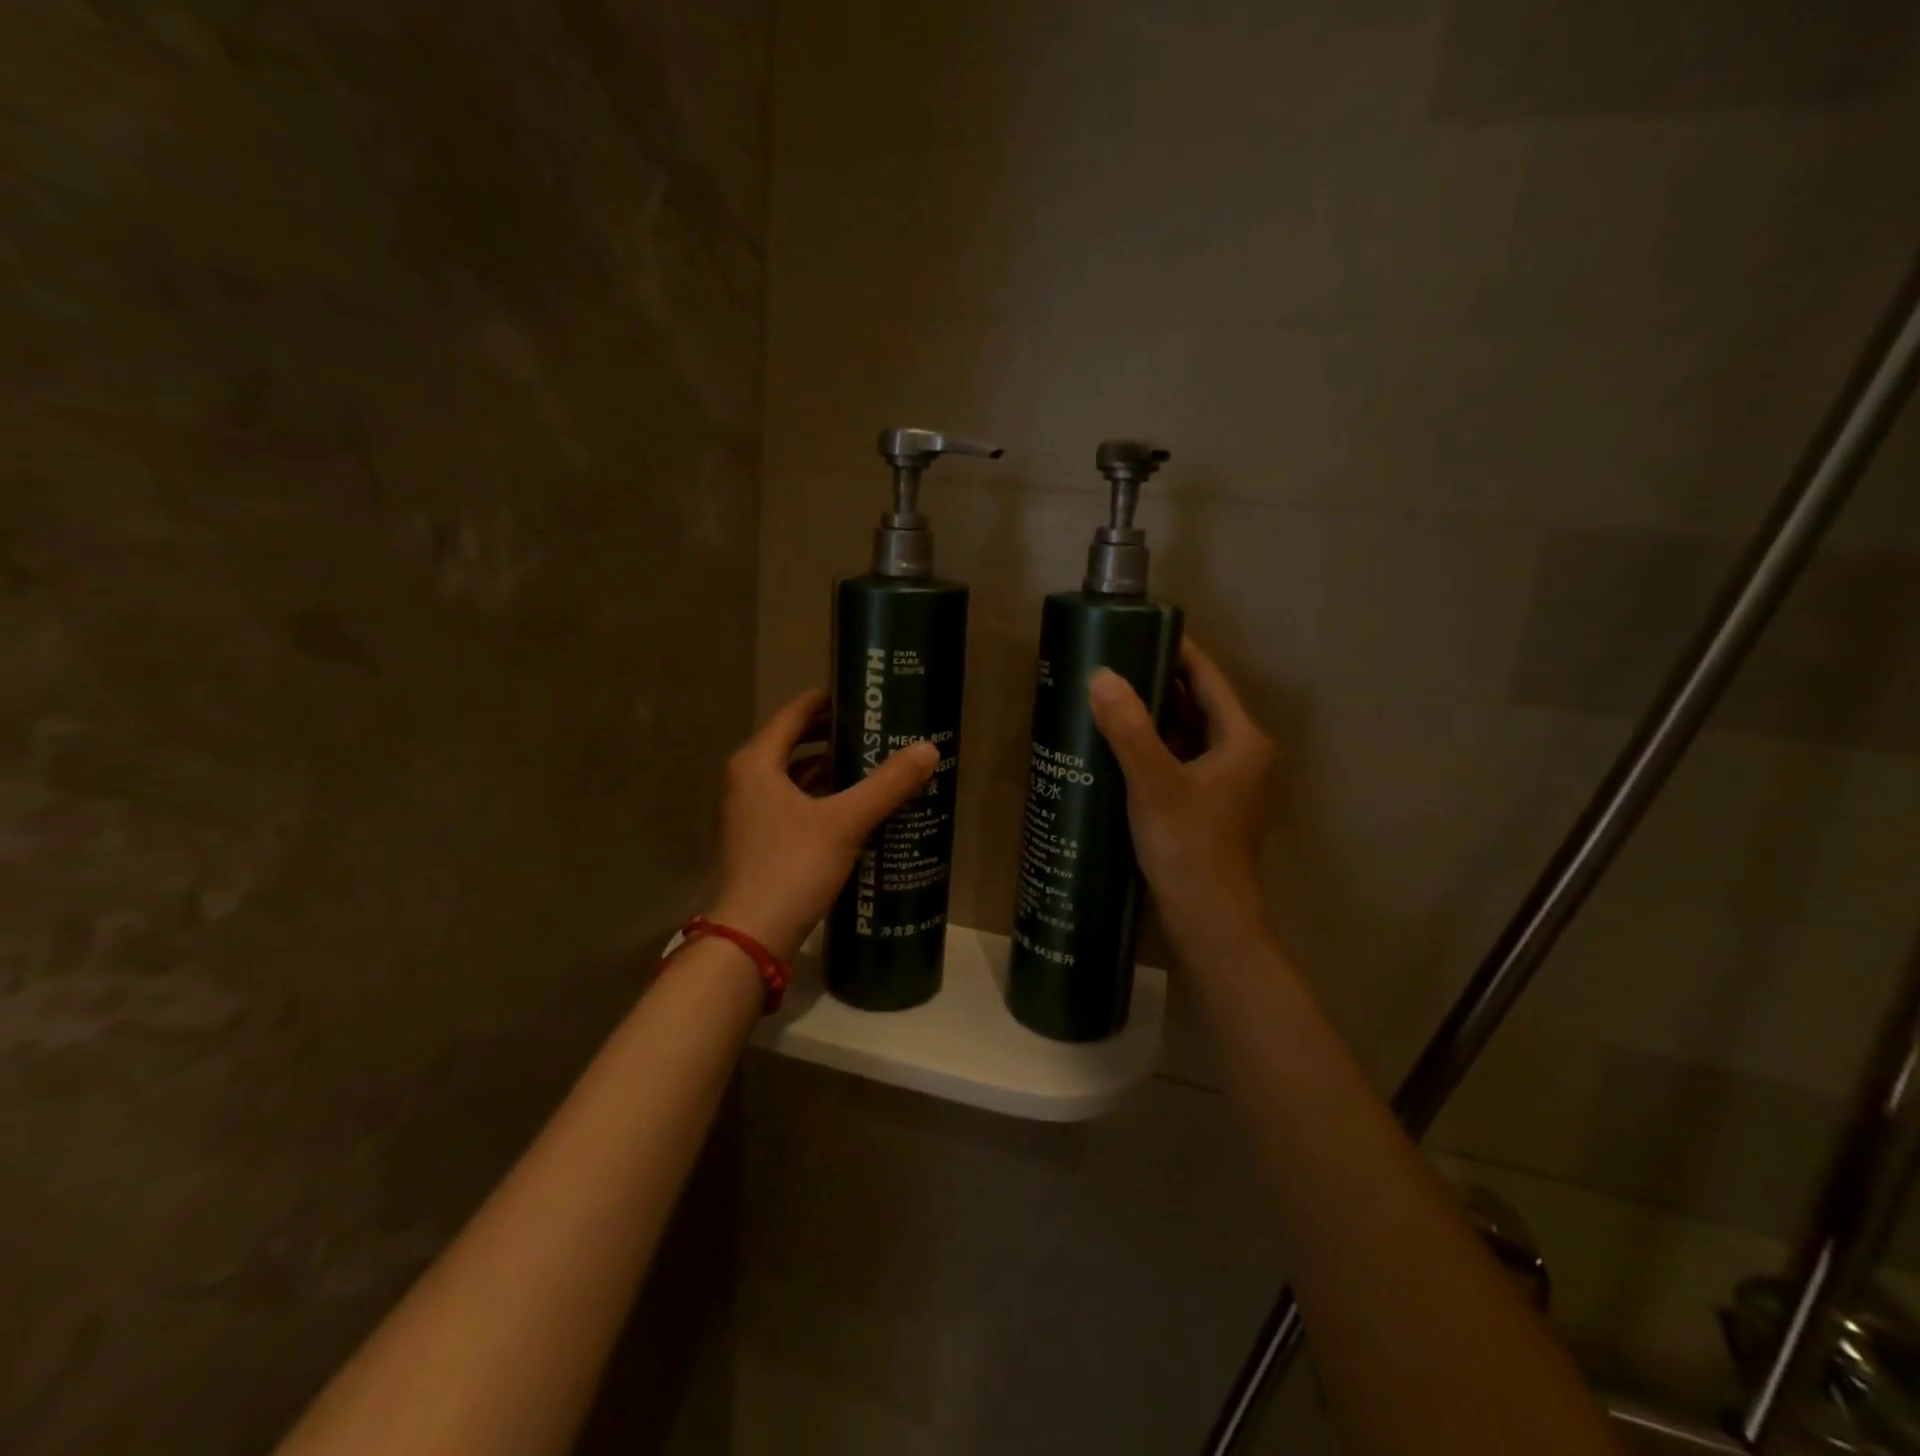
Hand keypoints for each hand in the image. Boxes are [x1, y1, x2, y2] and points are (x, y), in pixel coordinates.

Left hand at [708, 690, 938, 961]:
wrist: (750, 938)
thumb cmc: (791, 867)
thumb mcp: (845, 822)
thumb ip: (887, 784)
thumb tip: (929, 749)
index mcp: (757, 763)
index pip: (794, 713)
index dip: (827, 700)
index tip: (863, 694)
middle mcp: (746, 781)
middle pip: (794, 743)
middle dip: (834, 735)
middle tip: (877, 729)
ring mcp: (749, 814)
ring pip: (794, 778)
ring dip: (830, 769)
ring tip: (873, 764)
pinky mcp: (759, 842)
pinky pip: (794, 805)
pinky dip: (821, 799)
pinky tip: (854, 808)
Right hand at [1087, 639, 1276, 957]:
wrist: (1211, 923)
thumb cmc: (1191, 849)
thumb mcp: (1155, 784)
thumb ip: (1128, 729)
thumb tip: (1100, 676)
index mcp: (1242, 740)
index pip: (1207, 677)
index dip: (1174, 651)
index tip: (1132, 632)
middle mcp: (1241, 755)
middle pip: (1196, 704)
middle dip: (1154, 685)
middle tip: (1106, 668)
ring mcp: (1226, 783)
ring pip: (1185, 735)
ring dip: (1150, 719)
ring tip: (1104, 702)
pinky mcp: (1207, 806)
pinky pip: (1178, 761)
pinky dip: (1151, 749)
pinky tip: (1115, 749)